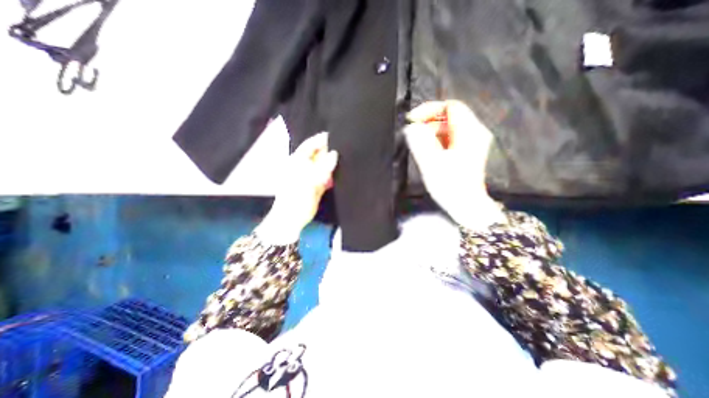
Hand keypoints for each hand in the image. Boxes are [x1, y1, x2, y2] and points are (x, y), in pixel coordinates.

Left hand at [257, 133, 338, 244]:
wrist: (292, 218)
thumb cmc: (296, 198)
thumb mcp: (309, 181)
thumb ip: (323, 167)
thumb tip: (334, 154)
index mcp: (298, 161)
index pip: (310, 145)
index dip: (321, 139)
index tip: (336, 134)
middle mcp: (305, 166)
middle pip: (319, 154)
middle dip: (330, 150)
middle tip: (345, 145)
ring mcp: (311, 176)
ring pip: (324, 165)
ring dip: (333, 162)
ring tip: (347, 155)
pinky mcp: (317, 185)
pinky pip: (327, 176)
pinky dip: (333, 173)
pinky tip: (341, 170)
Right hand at [405, 99, 503, 229]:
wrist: (466, 206)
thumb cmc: (449, 186)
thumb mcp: (430, 162)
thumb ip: (419, 141)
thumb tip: (411, 127)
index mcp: (469, 132)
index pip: (450, 106)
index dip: (429, 109)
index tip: (412, 120)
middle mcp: (475, 132)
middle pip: (450, 116)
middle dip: (429, 121)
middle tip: (413, 134)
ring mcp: (473, 142)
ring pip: (450, 127)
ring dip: (432, 132)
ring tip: (418, 144)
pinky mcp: (469, 151)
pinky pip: (451, 137)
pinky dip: (438, 140)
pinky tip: (429, 151)